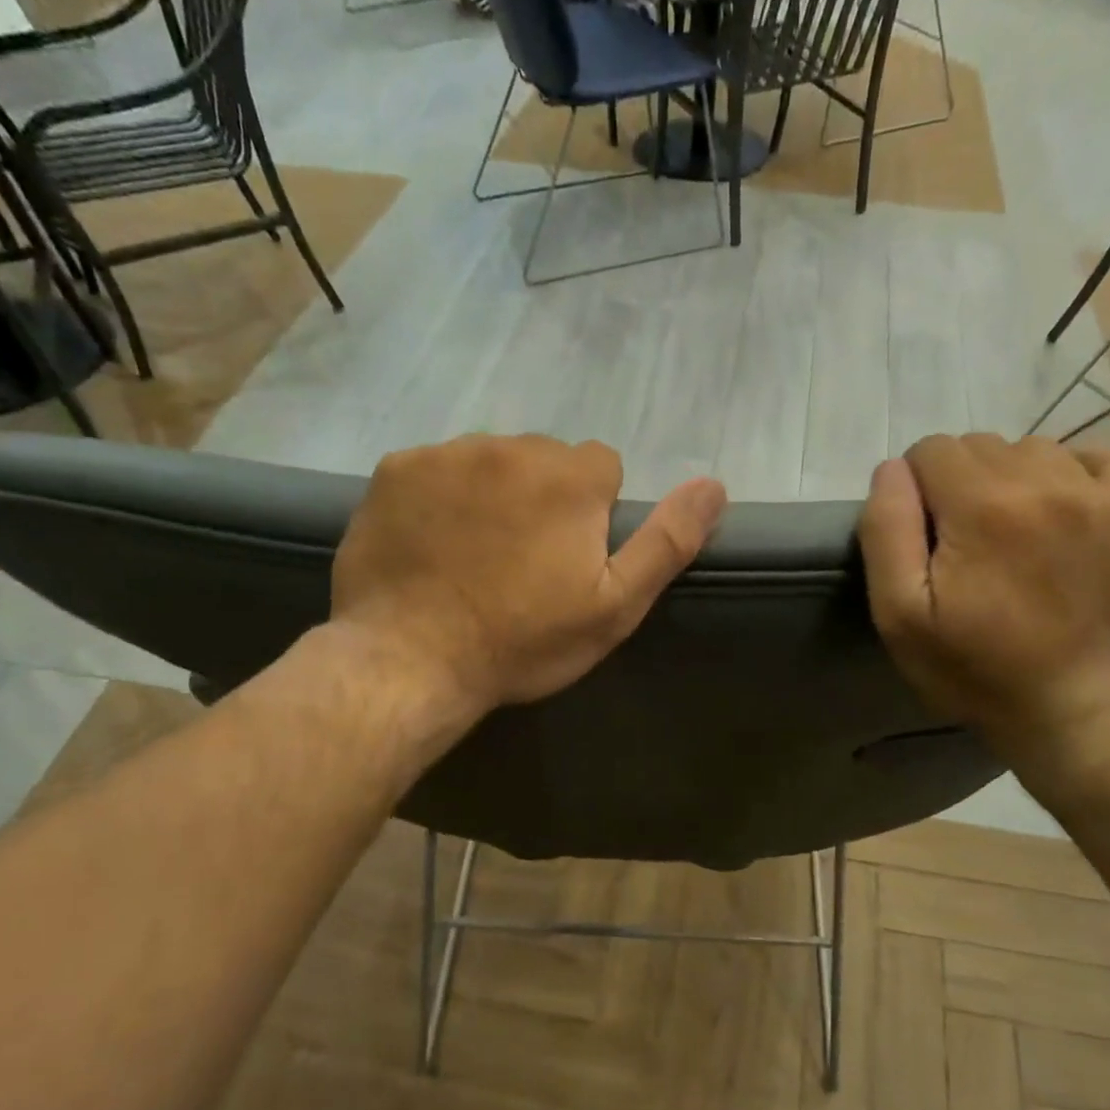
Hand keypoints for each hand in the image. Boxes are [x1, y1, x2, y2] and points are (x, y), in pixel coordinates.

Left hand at [330, 434, 727, 716]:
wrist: (410, 662)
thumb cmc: (523, 641)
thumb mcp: (614, 607)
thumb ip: (668, 542)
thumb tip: (714, 485)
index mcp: (569, 478)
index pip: (601, 467)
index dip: (593, 512)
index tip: (570, 557)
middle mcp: (509, 447)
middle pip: (544, 459)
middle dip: (543, 496)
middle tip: (522, 561)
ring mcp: (446, 454)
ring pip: (490, 460)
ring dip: (492, 492)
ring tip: (475, 553)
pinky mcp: (395, 469)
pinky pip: (435, 468)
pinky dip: (440, 495)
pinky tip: (431, 542)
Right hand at [859, 434, 1109, 764]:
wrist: (1081, 710)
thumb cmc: (977, 670)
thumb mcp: (901, 615)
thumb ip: (886, 531)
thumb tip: (892, 470)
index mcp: (981, 505)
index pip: (929, 450)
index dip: (914, 489)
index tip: (923, 537)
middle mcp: (1043, 481)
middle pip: (978, 445)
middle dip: (957, 483)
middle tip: (963, 542)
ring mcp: (1099, 494)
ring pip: (1032, 448)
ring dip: (1009, 477)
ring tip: (1011, 531)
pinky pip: (1101, 456)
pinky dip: (1072, 471)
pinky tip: (1060, 509)